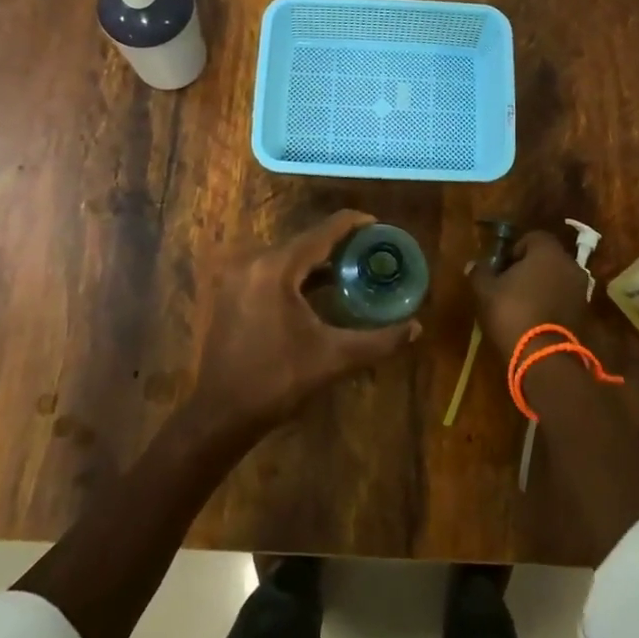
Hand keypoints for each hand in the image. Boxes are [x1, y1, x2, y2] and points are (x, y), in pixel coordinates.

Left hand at [188, 210, 422, 444]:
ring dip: (317, 260)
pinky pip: (271, 271)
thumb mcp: (334, 359)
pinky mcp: (231, 292)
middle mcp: (254, 262)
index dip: (354, 224)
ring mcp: (238, 277)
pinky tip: (318, 290)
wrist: (222, 413)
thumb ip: (379, 341)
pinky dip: (297, 274)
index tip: (379, 227)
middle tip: (371, 252)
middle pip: (305, 241)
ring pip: (287, 256)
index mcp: (277, 268)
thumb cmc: (278, 381)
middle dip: (339, 244)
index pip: (323, 232)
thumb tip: (417, 328)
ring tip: (351, 268)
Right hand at [467, 229, 590, 355]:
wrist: (544, 357)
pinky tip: (535, 318)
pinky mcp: (585, 314)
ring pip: (557, 279)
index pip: (532, 237)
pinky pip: (564, 299)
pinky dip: (552, 303)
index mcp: (547, 252)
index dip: (515, 249)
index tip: (502, 267)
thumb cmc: (512, 313)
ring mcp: (581, 290)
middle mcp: (570, 265)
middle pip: (547, 258)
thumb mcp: (485, 291)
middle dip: (529, 267)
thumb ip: (480, 272)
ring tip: (521, 304)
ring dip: (542, 286)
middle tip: (509, 285)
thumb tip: (474, 264)